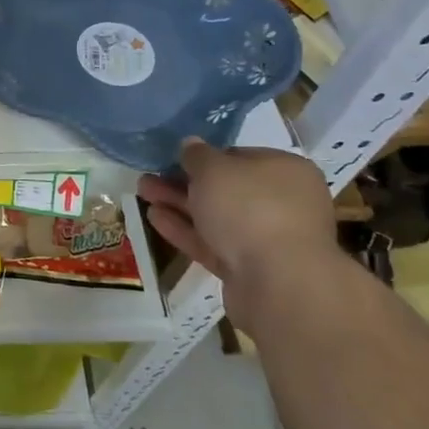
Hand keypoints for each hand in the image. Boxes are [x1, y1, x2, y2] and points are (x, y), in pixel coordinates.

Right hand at [139, 139, 338, 331]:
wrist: (279, 284)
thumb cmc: (250, 207)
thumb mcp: (213, 168)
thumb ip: (197, 155)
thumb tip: (191, 145)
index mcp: (286, 171)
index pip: (240, 156)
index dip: (206, 157)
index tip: (175, 158)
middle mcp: (284, 203)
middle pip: (226, 189)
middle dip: (184, 182)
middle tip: (150, 176)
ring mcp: (268, 240)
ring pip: (216, 217)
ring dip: (179, 205)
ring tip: (142, 193)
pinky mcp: (251, 270)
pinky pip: (214, 244)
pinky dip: (186, 231)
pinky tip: (154, 218)